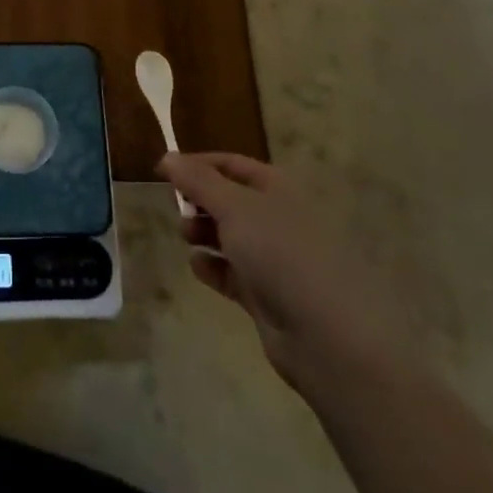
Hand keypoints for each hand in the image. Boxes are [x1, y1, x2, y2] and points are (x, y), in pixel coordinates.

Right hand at [161, 151, 413, 398]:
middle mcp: (277, 219)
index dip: (197, 164)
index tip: (162, 171)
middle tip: (177, 209)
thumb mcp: (234, 207)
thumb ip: (198, 181)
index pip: (231, 165)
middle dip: (199, 201)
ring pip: (230, 236)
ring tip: (185, 237)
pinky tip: (198, 267)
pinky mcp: (268, 297)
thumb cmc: (282, 254)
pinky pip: (232, 273)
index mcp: (277, 189)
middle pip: (229, 200)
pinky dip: (213, 267)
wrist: (330, 336)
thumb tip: (168, 156)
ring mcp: (275, 259)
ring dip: (203, 232)